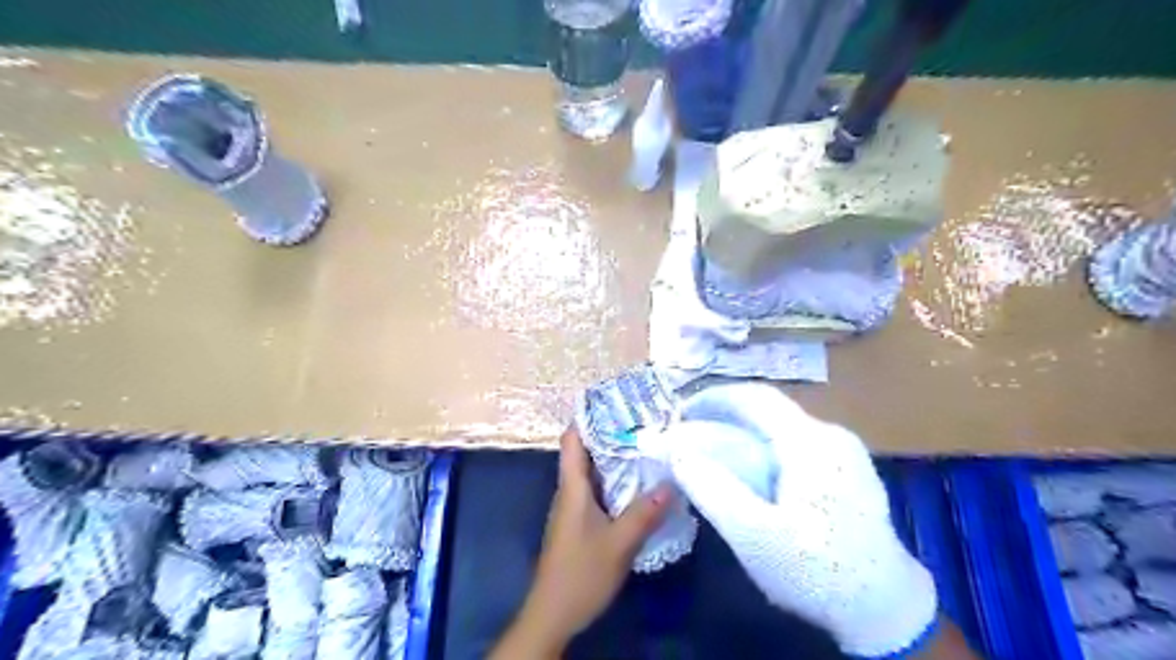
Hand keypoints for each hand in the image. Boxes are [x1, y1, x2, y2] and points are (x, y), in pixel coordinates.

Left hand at [487, 424, 670, 657]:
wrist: (553, 613)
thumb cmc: (581, 573)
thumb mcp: (618, 543)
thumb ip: (643, 513)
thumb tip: (669, 483)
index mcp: (572, 488)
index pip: (573, 440)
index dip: (588, 417)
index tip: (614, 402)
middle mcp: (570, 492)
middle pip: (585, 453)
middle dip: (610, 435)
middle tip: (642, 422)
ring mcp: (574, 509)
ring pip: (593, 473)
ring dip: (615, 460)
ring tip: (645, 447)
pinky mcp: (580, 524)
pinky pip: (598, 492)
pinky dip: (615, 483)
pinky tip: (637, 486)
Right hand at [660, 384, 939, 656]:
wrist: (887, 611)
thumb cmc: (817, 572)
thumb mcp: (754, 535)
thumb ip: (711, 488)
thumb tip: (676, 450)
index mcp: (811, 441)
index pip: (755, 397)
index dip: (713, 398)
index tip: (680, 413)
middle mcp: (831, 435)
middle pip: (768, 412)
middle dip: (724, 419)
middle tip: (690, 439)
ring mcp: (844, 453)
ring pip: (780, 429)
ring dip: (743, 436)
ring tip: (713, 458)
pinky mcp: (846, 472)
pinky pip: (794, 447)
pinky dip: (763, 451)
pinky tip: (751, 478)